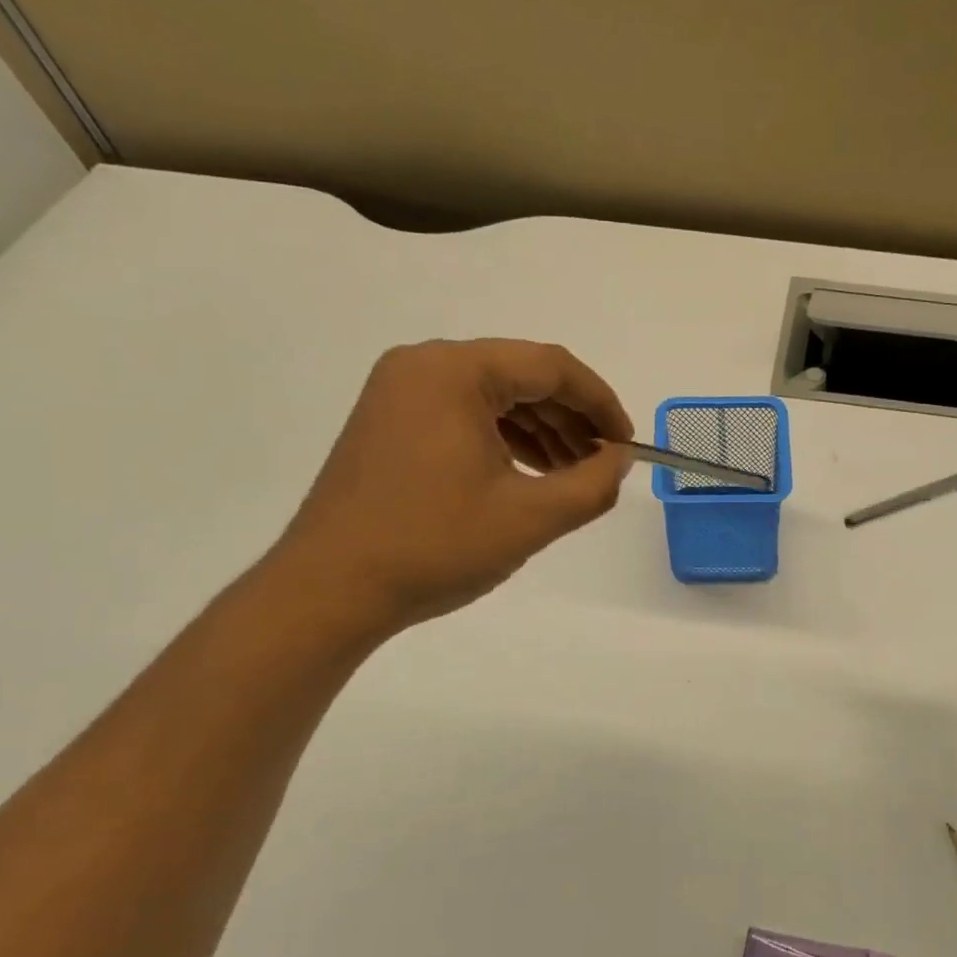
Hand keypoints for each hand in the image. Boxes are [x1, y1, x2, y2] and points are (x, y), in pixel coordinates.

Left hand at [272, 339, 634, 637]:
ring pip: (493, 396)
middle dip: (571, 418)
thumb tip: (620, 459)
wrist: (329, 590)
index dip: (601, 403)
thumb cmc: (434, 546)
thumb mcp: (530, 518)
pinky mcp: (390, 422)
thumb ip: (592, 484)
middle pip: (521, 376)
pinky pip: (464, 414)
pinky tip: (530, 472)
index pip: (551, 367)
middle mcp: (423, 366)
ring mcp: (400, 393)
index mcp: (454, 371)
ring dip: (541, 430)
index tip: (627, 444)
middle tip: (603, 463)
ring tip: (572, 474)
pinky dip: (504, 439)